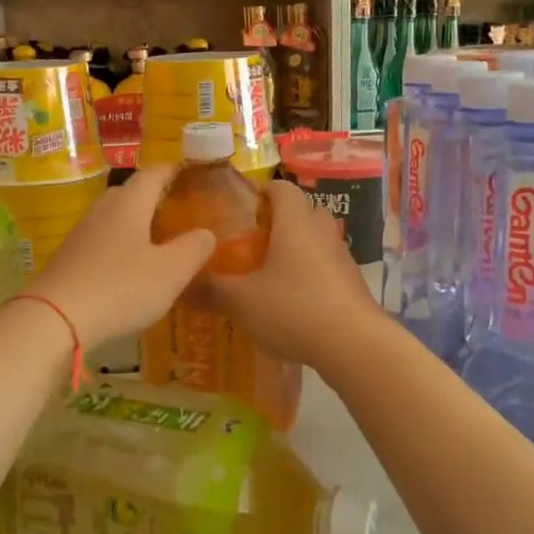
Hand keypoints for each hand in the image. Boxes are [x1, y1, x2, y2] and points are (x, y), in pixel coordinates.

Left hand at [28, 166, 215, 346]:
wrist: (54, 318)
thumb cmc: (121, 288)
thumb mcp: (171, 271)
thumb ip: (194, 248)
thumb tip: (207, 233)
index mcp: (130, 204)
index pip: (153, 173)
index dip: (173, 170)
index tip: (189, 171)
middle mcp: (103, 211)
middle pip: (130, 193)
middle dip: (153, 196)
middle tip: (177, 210)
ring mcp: (81, 235)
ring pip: (113, 219)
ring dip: (135, 224)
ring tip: (156, 240)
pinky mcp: (68, 260)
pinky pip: (100, 243)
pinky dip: (118, 247)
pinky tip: (128, 269)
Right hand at [206, 179, 384, 365]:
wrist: (354, 345)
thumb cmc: (294, 309)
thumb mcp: (242, 302)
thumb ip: (210, 290)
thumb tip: (179, 285)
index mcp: (295, 222)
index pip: (281, 188)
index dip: (260, 192)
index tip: (238, 208)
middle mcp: (322, 231)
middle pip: (301, 211)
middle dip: (277, 221)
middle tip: (249, 241)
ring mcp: (341, 257)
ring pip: (315, 240)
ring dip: (294, 249)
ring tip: (266, 272)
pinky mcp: (352, 283)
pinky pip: (325, 266)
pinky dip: (308, 274)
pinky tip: (290, 300)